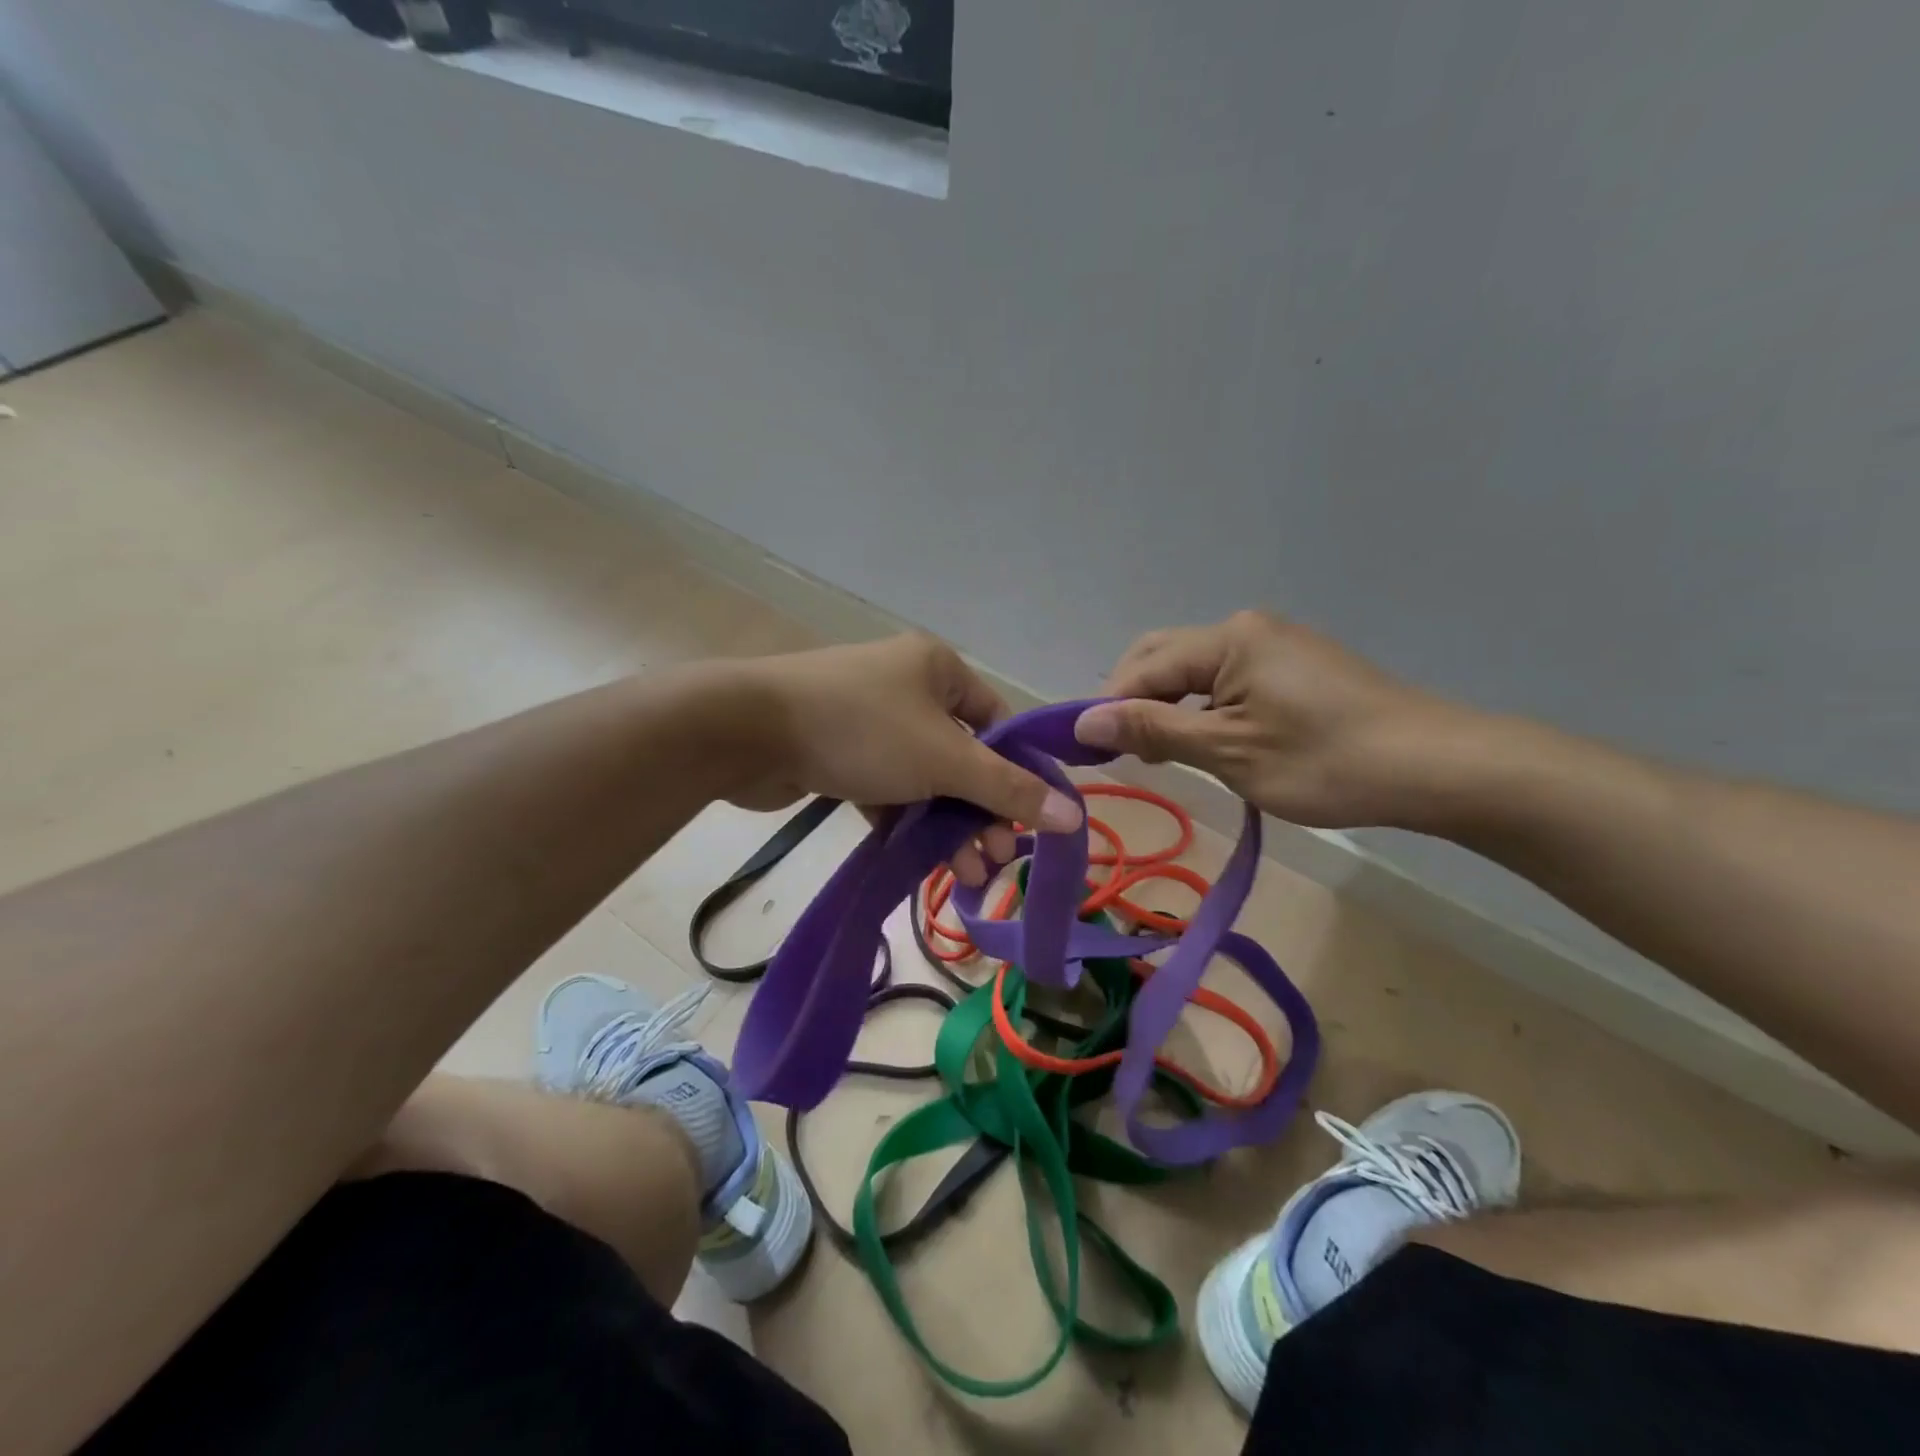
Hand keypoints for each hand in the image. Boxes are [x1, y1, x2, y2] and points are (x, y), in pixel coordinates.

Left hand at [726, 634, 1081, 883]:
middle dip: (982, 812)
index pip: (999, 722)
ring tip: (965, 876)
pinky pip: (889, 790)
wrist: (746, 731)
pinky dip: (907, 823)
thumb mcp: (944, 759)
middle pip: (964, 756)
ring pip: (926, 779)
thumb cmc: (861, 730)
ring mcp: (871, 721)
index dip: (1020, 774)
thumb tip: (1075, 816)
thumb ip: (1008, 789)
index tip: (1032, 825)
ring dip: (947, 826)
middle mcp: (908, 687)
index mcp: (938, 669)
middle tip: (995, 861)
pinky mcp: (840, 753)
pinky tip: (921, 862)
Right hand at [1073, 610, 1480, 829]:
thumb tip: (1083, 722)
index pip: (1143, 669)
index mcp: (1228, 639)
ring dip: (1166, 707)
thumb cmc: (1326, 761)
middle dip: (1133, 702)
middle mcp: (1246, 629)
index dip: (1108, 709)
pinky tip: (1204, 742)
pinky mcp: (1295, 668)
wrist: (1438, 767)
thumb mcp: (1229, 751)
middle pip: (1162, 658)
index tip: (1086, 754)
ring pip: (1193, 671)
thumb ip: (1153, 729)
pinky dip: (1201, 709)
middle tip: (1125, 754)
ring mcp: (1274, 646)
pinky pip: (1225, 681)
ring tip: (1160, 754)